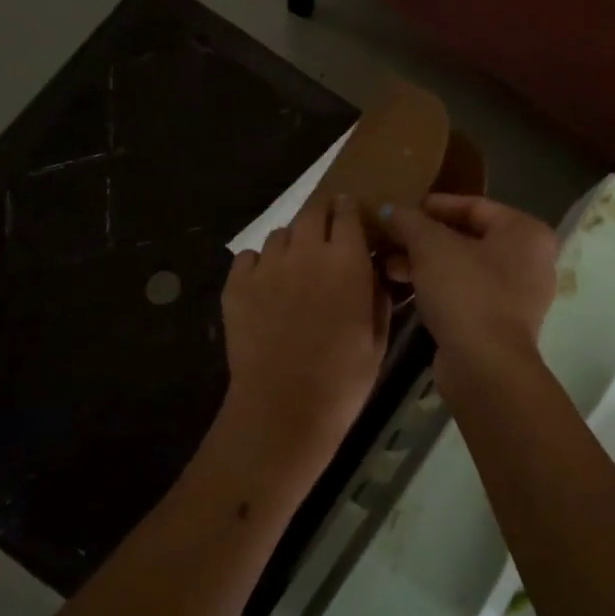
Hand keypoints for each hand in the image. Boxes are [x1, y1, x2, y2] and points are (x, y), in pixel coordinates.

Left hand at [221, 195, 390, 470]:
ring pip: (280, 234)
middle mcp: (306, 252)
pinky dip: (259, 263)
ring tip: (295, 266)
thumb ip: (377, 295)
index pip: (348, 212)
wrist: (284, 406)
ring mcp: (267, 266)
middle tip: (324, 231)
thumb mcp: (377, 338)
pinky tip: (266, 285)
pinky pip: (248, 257)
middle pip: (312, 211)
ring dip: (292, 242)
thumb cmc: (342, 379)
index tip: (351, 214)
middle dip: (321, 214)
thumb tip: (374, 271)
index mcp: (347, 261)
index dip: (349, 210)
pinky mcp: (236, 284)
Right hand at [378, 194, 557, 392]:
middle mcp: (529, 260)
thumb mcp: (431, 247)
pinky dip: (437, 288)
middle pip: (467, 237)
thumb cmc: (466, 292)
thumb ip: (409, 221)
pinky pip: (464, 293)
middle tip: (389, 240)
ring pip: (463, 267)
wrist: (484, 365)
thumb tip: (390, 210)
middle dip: (423, 238)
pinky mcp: (499, 324)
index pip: (474, 205)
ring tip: (388, 266)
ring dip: (424, 264)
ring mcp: (517, 295)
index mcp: (525, 232)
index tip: (399, 210)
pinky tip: (405, 289)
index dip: (433, 205)